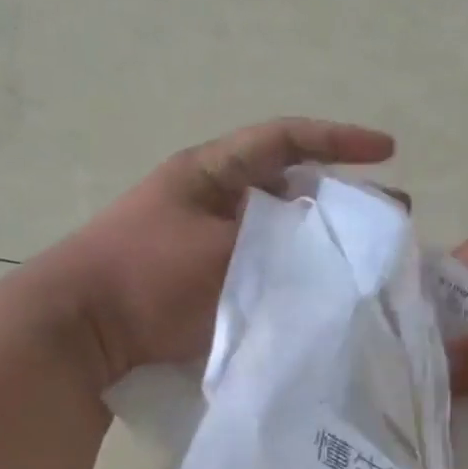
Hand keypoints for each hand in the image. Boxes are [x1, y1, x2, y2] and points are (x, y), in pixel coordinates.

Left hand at [42, 118, 395, 386]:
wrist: (80, 328)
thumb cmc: (146, 276)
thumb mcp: (220, 252)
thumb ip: (280, 247)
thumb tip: (331, 253)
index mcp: (212, 171)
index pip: (286, 140)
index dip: (339, 140)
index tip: (387, 151)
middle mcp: (213, 198)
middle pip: (290, 187)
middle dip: (340, 200)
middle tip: (387, 219)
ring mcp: (209, 240)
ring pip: (281, 232)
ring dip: (320, 241)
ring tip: (362, 261)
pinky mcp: (206, 280)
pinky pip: (263, 267)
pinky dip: (294, 273)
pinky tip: (322, 293)